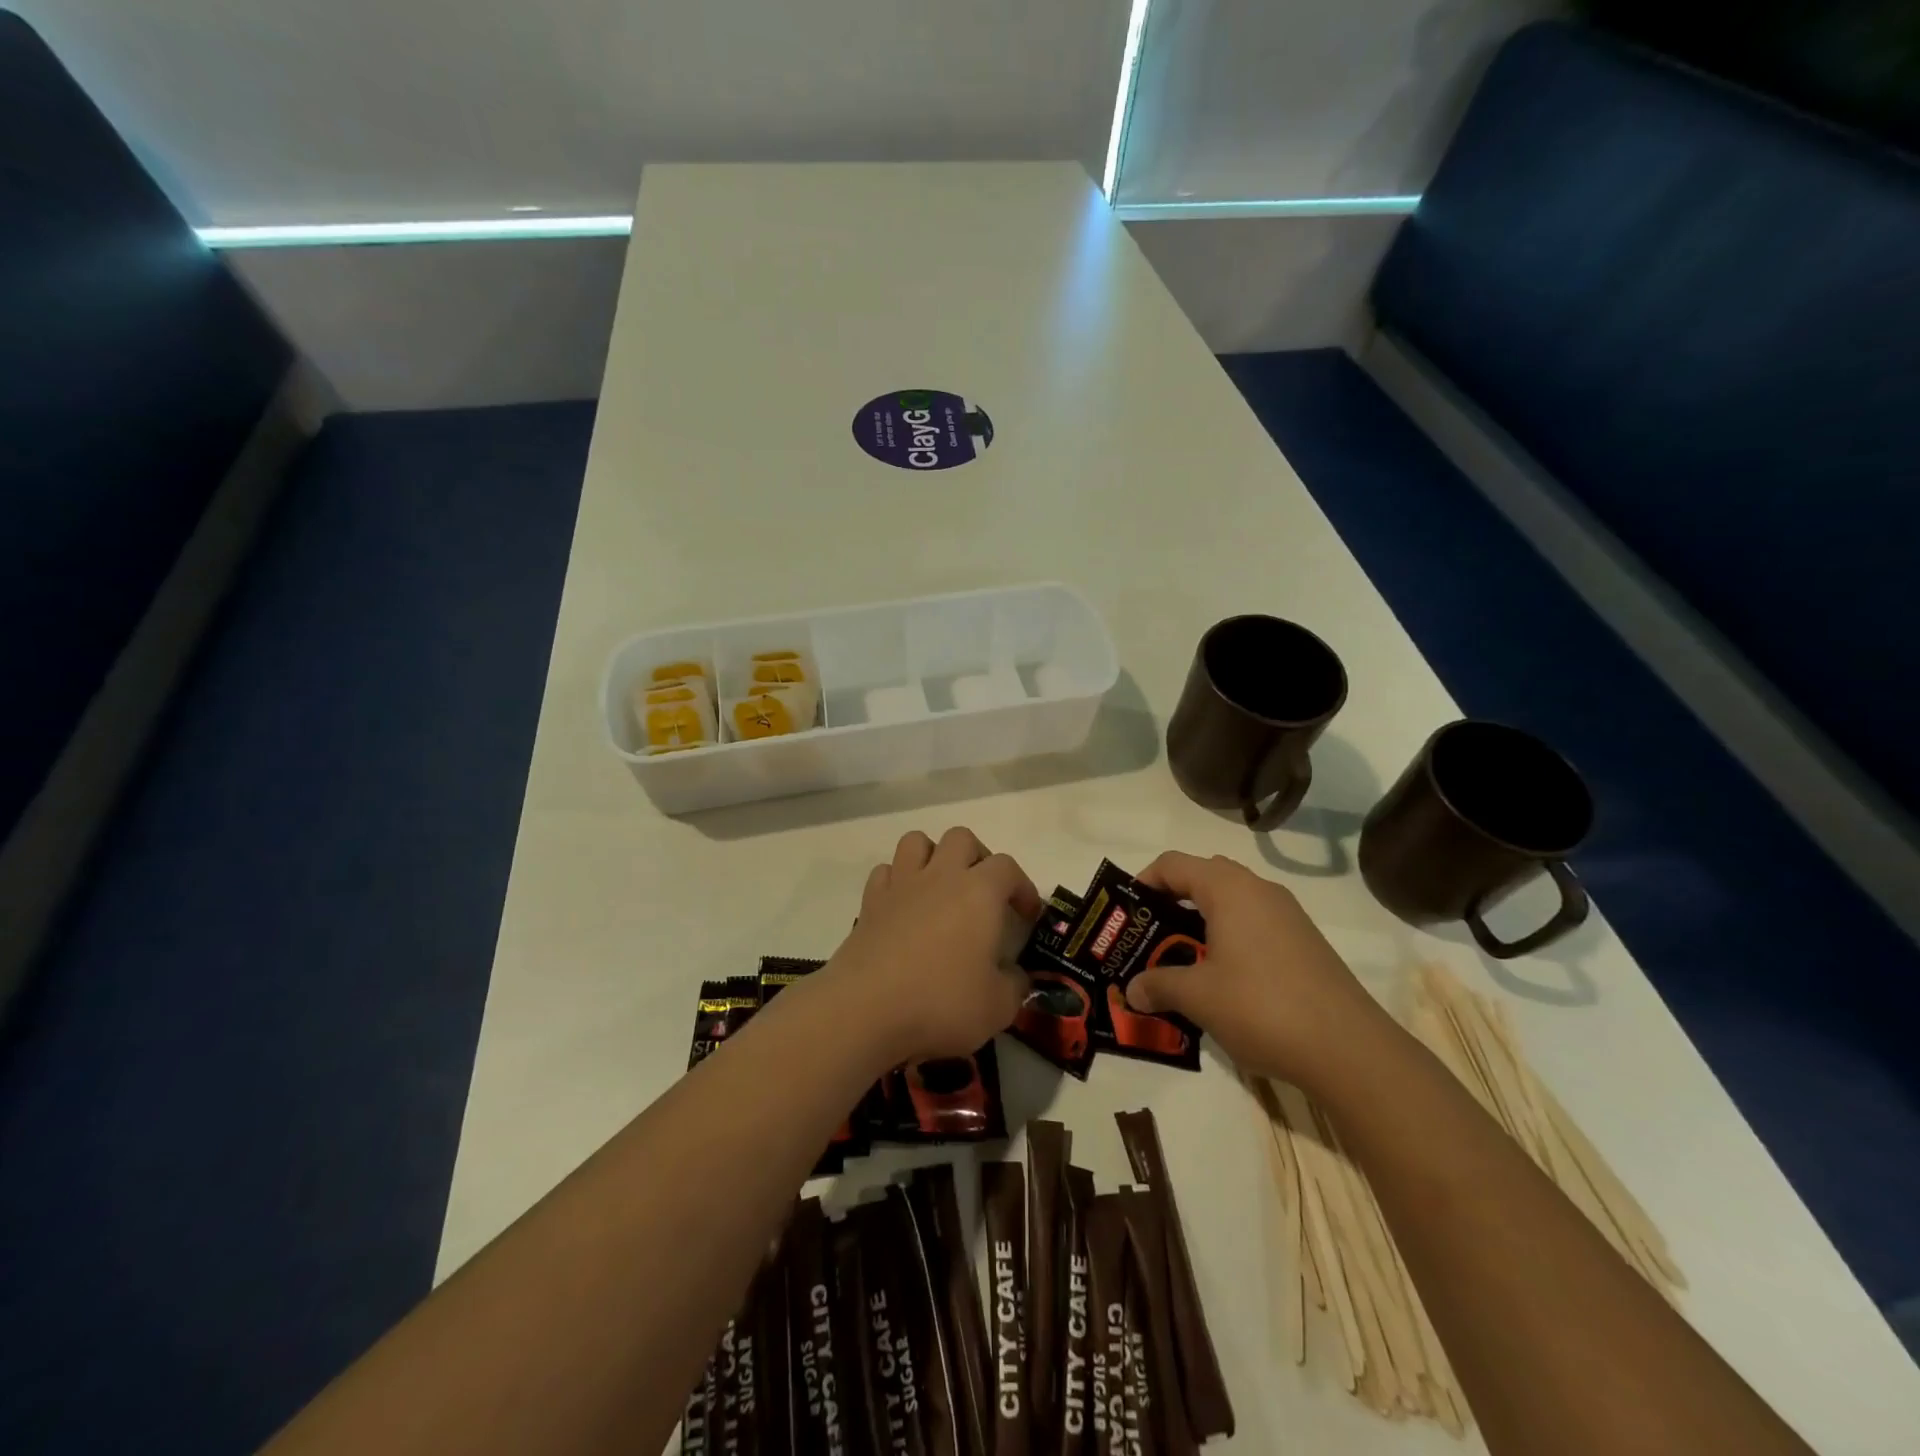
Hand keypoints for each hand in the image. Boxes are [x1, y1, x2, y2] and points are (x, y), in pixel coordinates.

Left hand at [820, 827, 1042, 1064]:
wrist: (865, 1009)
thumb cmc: (941, 1003)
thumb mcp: (998, 1006)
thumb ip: (1015, 985)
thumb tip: (1015, 975)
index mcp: (979, 892)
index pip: (1008, 867)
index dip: (1023, 887)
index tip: (1027, 917)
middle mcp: (941, 876)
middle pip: (961, 838)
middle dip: (978, 858)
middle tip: (984, 894)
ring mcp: (901, 885)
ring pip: (917, 841)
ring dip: (933, 856)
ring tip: (941, 888)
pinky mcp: (870, 902)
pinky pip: (886, 871)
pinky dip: (898, 880)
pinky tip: (904, 907)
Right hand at [1126, 851, 1391, 1091]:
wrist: (1351, 1050)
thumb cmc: (1262, 1007)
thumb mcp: (1198, 997)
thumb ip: (1159, 985)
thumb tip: (1132, 990)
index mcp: (1229, 889)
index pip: (1173, 865)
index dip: (1143, 883)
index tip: (1126, 916)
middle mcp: (1259, 890)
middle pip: (1203, 877)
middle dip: (1171, 903)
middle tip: (1151, 938)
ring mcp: (1288, 916)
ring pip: (1232, 903)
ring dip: (1201, 924)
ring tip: (1182, 961)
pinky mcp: (1305, 943)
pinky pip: (1255, 925)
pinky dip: (1229, 939)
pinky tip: (1223, 980)